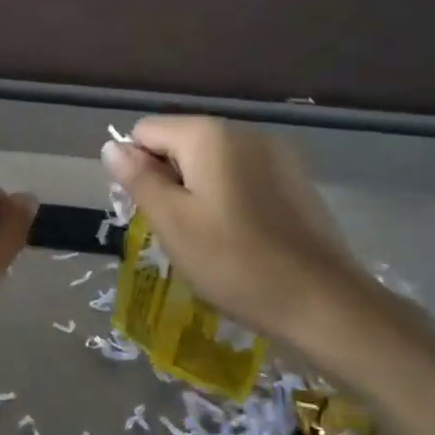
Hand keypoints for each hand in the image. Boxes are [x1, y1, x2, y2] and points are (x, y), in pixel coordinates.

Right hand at [102, 117, 369, 344]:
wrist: (323, 303)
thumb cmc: (234, 261)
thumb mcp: (172, 222)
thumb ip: (138, 179)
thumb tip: (111, 146)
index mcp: (209, 135)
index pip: (146, 131)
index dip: (136, 169)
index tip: (149, 212)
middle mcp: (245, 132)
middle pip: (181, 143)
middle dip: (167, 181)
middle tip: (176, 231)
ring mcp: (277, 155)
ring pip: (212, 163)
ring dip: (196, 192)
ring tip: (207, 239)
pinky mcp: (296, 181)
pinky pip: (243, 178)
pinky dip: (228, 199)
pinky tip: (239, 238)